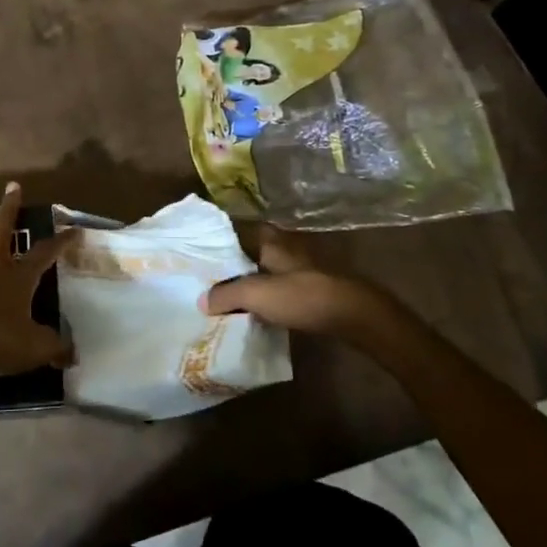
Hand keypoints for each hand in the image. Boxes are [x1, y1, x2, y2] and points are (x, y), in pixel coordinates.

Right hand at [199, 225, 404, 340]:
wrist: (352, 314)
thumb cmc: (301, 295)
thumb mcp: (255, 294)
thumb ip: (225, 295)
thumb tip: (202, 302)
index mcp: (267, 239)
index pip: (231, 232)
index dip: (213, 244)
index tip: (193, 259)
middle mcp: (281, 246)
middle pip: (245, 253)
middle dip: (227, 267)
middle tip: (203, 282)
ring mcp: (296, 267)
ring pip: (260, 271)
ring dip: (245, 284)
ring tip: (221, 300)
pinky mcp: (308, 287)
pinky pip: (274, 288)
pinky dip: (262, 297)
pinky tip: (251, 311)